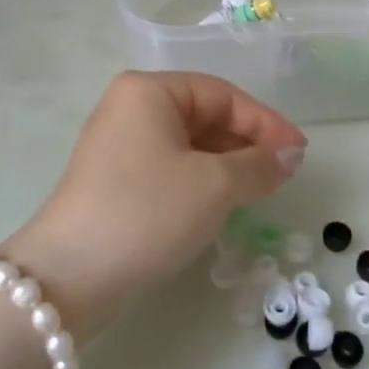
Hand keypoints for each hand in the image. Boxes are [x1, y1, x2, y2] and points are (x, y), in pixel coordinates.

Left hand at [0, 72, 305, 337]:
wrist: (68, 276)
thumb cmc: (147, 212)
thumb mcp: (213, 185)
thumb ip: (259, 165)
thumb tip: (290, 155)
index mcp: (149, 91)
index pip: (223, 95)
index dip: (266, 122)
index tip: (300, 152)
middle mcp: (130, 108)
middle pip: (205, 116)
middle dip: (247, 144)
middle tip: (283, 174)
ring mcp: (119, 144)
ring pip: (189, 144)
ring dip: (228, 164)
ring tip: (261, 189)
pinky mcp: (115, 180)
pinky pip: (171, 167)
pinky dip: (202, 180)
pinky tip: (224, 202)